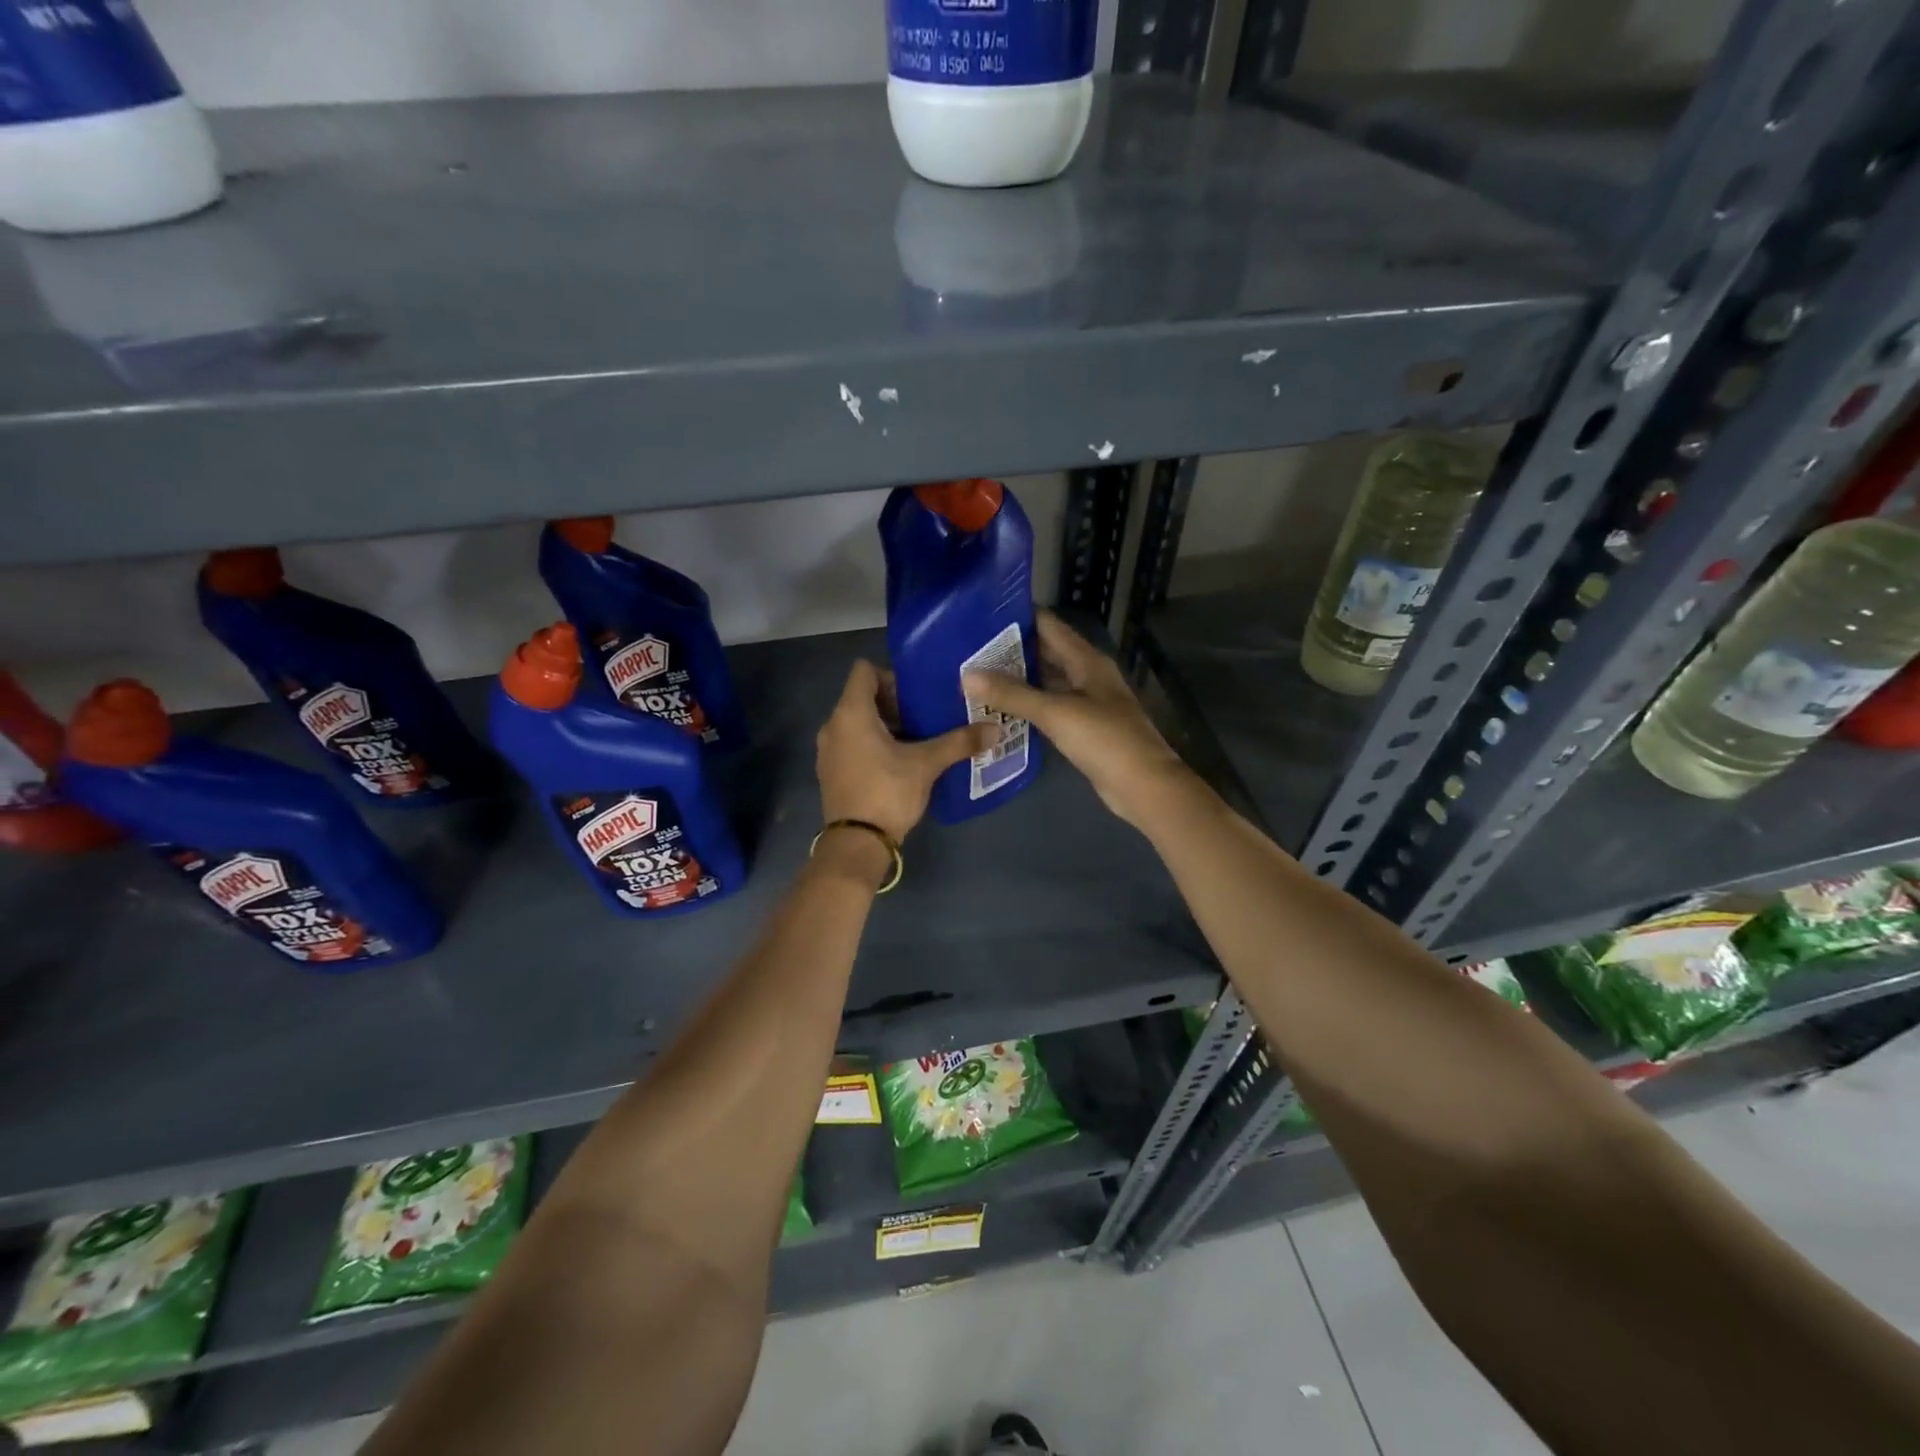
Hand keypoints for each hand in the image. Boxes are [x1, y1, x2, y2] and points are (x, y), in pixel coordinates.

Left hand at [816, 659, 993, 845]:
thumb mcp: (927, 764)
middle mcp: (833, 725)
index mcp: (851, 713)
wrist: (857, 843)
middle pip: (862, 697)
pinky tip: (899, 762)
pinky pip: (852, 744)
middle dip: (894, 703)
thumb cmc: (888, 792)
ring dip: (885, 726)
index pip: (864, 671)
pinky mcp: (831, 772)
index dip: (891, 675)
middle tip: (925, 716)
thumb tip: (995, 728)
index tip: (917, 694)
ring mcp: (828, 750)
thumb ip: (959, 742)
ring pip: (857, 723)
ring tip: (917, 739)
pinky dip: (872, 745)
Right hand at [964, 610, 1188, 828]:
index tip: (979, 617)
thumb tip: (966, 675)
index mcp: (1086, 660)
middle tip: (968, 651)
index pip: (1048, 625)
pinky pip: (1049, 708)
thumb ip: (1012, 694)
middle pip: (1045, 652)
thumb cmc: (1104, 739)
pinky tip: (999, 710)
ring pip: (1046, 681)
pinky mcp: (1083, 728)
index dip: (1016, 618)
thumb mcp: (1055, 712)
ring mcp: (1086, 702)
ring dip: (1016, 679)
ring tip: (975, 676)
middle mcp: (1087, 675)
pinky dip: (1027, 706)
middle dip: (1010, 650)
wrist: (1142, 785)